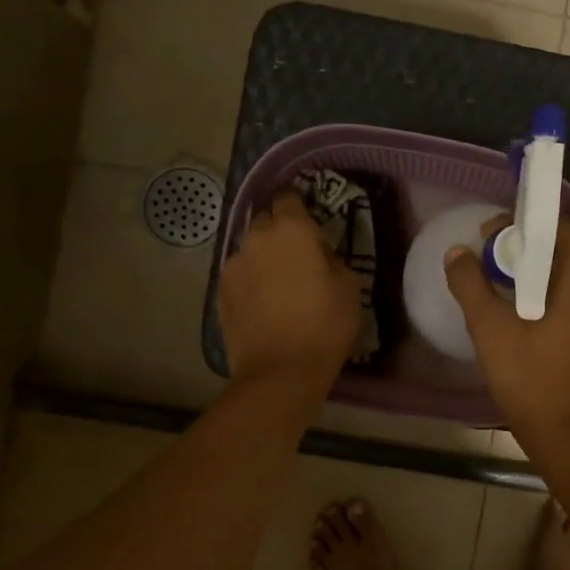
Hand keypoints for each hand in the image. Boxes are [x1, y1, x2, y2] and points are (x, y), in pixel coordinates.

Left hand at [220, 193, 361, 390]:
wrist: (281, 371)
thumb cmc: (325, 325)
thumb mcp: (349, 286)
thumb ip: (330, 258)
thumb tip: (317, 255)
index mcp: (292, 230)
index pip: (289, 198)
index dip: (299, 208)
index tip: (310, 223)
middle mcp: (256, 238)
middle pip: (265, 221)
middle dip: (279, 231)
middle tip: (297, 256)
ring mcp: (233, 265)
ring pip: (250, 250)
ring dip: (263, 258)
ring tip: (278, 284)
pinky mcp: (220, 291)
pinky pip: (239, 275)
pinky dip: (250, 282)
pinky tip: (263, 304)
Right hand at [444, 216, 569, 447]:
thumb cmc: (532, 379)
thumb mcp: (491, 329)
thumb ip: (470, 283)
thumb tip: (456, 253)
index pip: (555, 227)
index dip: (518, 226)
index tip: (485, 240)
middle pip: (564, 250)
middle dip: (524, 251)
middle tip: (486, 265)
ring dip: (536, 275)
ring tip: (499, 289)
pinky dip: (552, 295)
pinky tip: (524, 314)